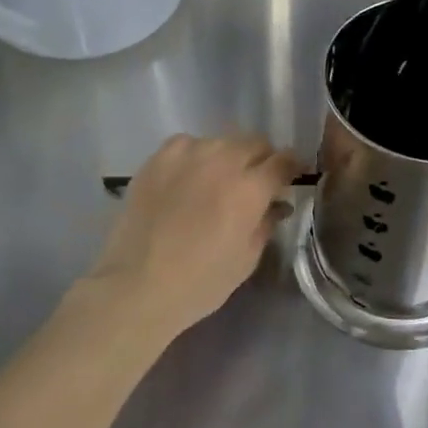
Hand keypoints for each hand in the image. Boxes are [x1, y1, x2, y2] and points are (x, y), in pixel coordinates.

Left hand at [86, 134, 303, 339]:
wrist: (136, 285)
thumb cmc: (200, 282)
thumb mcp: (247, 259)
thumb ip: (266, 223)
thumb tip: (276, 204)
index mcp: (250, 188)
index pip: (283, 160)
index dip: (292, 166)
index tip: (291, 177)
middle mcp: (223, 160)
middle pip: (255, 142)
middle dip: (262, 159)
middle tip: (256, 181)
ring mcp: (188, 154)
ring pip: (222, 142)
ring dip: (229, 156)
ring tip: (219, 180)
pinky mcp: (159, 157)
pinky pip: (189, 144)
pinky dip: (196, 156)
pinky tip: (189, 177)